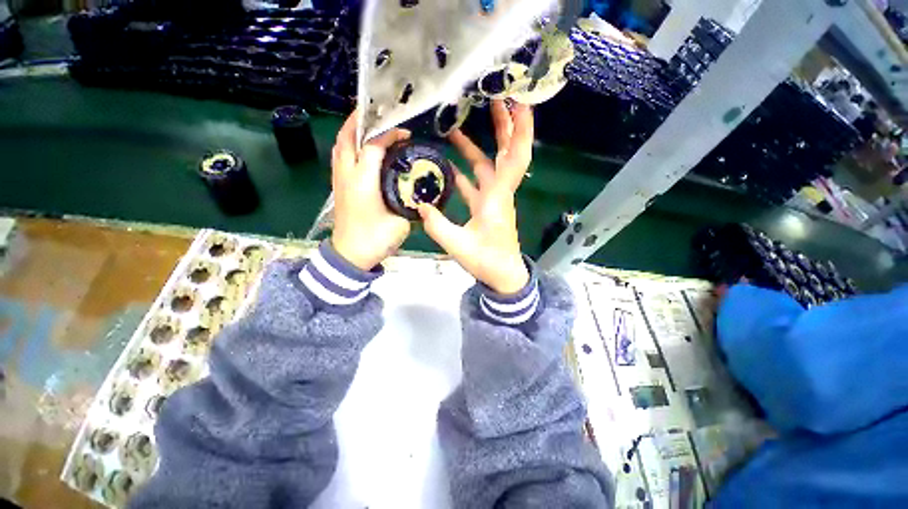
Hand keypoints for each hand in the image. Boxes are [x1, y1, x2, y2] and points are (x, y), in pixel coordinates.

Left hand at [331, 110, 411, 269]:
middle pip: (348, 137)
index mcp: (363, 181)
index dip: (390, 135)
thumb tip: (418, 189)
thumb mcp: (400, 220)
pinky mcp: (338, 186)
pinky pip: (340, 157)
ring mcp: (339, 180)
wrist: (351, 255)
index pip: (374, 145)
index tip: (405, 134)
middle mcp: (347, 175)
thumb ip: (410, 203)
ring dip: (352, 132)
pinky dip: (349, 146)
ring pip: (340, 145)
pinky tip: (362, 149)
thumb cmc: (376, 238)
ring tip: (370, 127)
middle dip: (361, 121)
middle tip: (379, 114)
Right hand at [418, 100, 532, 294]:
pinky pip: (477, 183)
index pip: (515, 158)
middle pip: (506, 154)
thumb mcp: (458, 246)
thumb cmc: (487, 261)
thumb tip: (420, 205)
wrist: (503, 276)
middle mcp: (499, 193)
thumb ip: (438, 225)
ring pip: (488, 167)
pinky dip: (466, 172)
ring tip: (457, 129)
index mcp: (497, 198)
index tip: (520, 102)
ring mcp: (493, 199)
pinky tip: (450, 166)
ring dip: (476, 147)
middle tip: (494, 100)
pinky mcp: (487, 207)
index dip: (521, 130)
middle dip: (503, 126)